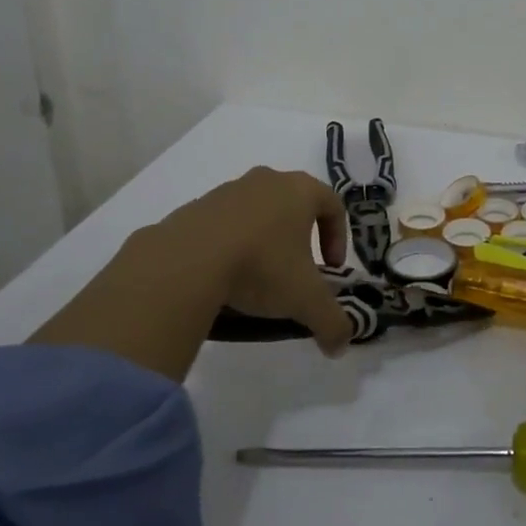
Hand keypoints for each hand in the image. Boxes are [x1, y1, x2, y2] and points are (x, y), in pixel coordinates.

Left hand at [170, 166, 353, 353]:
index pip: (333, 205)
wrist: (184, 262)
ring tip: (256, 278)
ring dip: (263, 240)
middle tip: (296, 272)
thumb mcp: (305, 300)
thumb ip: (332, 322)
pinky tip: (223, 277)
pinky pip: (223, 225)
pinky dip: (230, 245)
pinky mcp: (194, 207)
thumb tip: (341, 345)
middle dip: (300, 238)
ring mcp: (227, 190)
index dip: (338, 238)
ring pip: (257, 213)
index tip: (330, 269)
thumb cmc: (260, 267)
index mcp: (300, 190)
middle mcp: (267, 180)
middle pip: (294, 205)